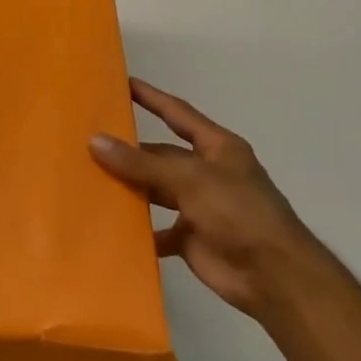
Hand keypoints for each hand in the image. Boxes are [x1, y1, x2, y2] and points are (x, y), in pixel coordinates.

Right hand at [90, 78, 316, 316]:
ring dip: (129, 188)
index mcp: (217, 148)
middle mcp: (207, 172)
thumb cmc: (239, 213)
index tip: (120, 83)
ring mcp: (199, 206)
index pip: (177, 114)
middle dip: (129, 151)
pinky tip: (110, 225)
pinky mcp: (191, 238)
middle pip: (161, 155)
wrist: (274, 277)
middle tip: (87, 142)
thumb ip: (142, 162)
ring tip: (90, 180)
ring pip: (155, 190)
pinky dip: (137, 229)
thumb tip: (95, 141)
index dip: (150, 98)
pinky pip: (157, 228)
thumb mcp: (190, 179)